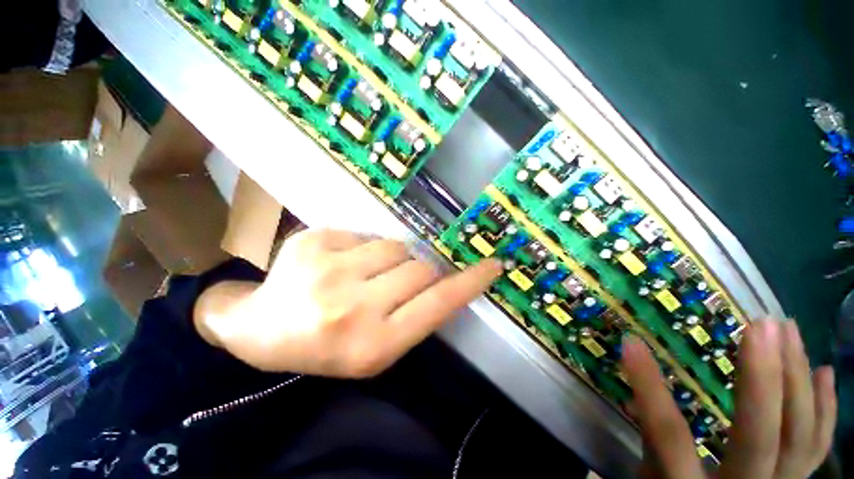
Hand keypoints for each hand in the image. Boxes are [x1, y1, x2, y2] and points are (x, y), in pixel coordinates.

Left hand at [196, 229, 501, 377]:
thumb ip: (416, 315)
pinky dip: (362, 248)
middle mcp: (352, 307)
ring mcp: (328, 269)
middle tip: (400, 280)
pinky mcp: (312, 241)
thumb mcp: (378, 348)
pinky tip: (340, 263)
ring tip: (367, 272)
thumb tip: (443, 278)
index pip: (438, 304)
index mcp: (373, 345)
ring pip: (395, 246)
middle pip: (419, 267)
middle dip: (420, 270)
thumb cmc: (327, 347)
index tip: (492, 264)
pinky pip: (364, 234)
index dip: (469, 282)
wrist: (262, 330)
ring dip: (392, 257)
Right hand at [622, 321, 836, 478]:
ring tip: (789, 331)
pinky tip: (824, 371)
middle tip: (761, 325)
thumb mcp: (653, 478)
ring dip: (797, 379)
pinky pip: (817, 445)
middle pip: (759, 438)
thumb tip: (633, 391)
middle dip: (763, 379)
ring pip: (799, 435)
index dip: (649, 388)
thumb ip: (653, 436)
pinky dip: (825, 408)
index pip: (669, 435)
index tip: (632, 343)